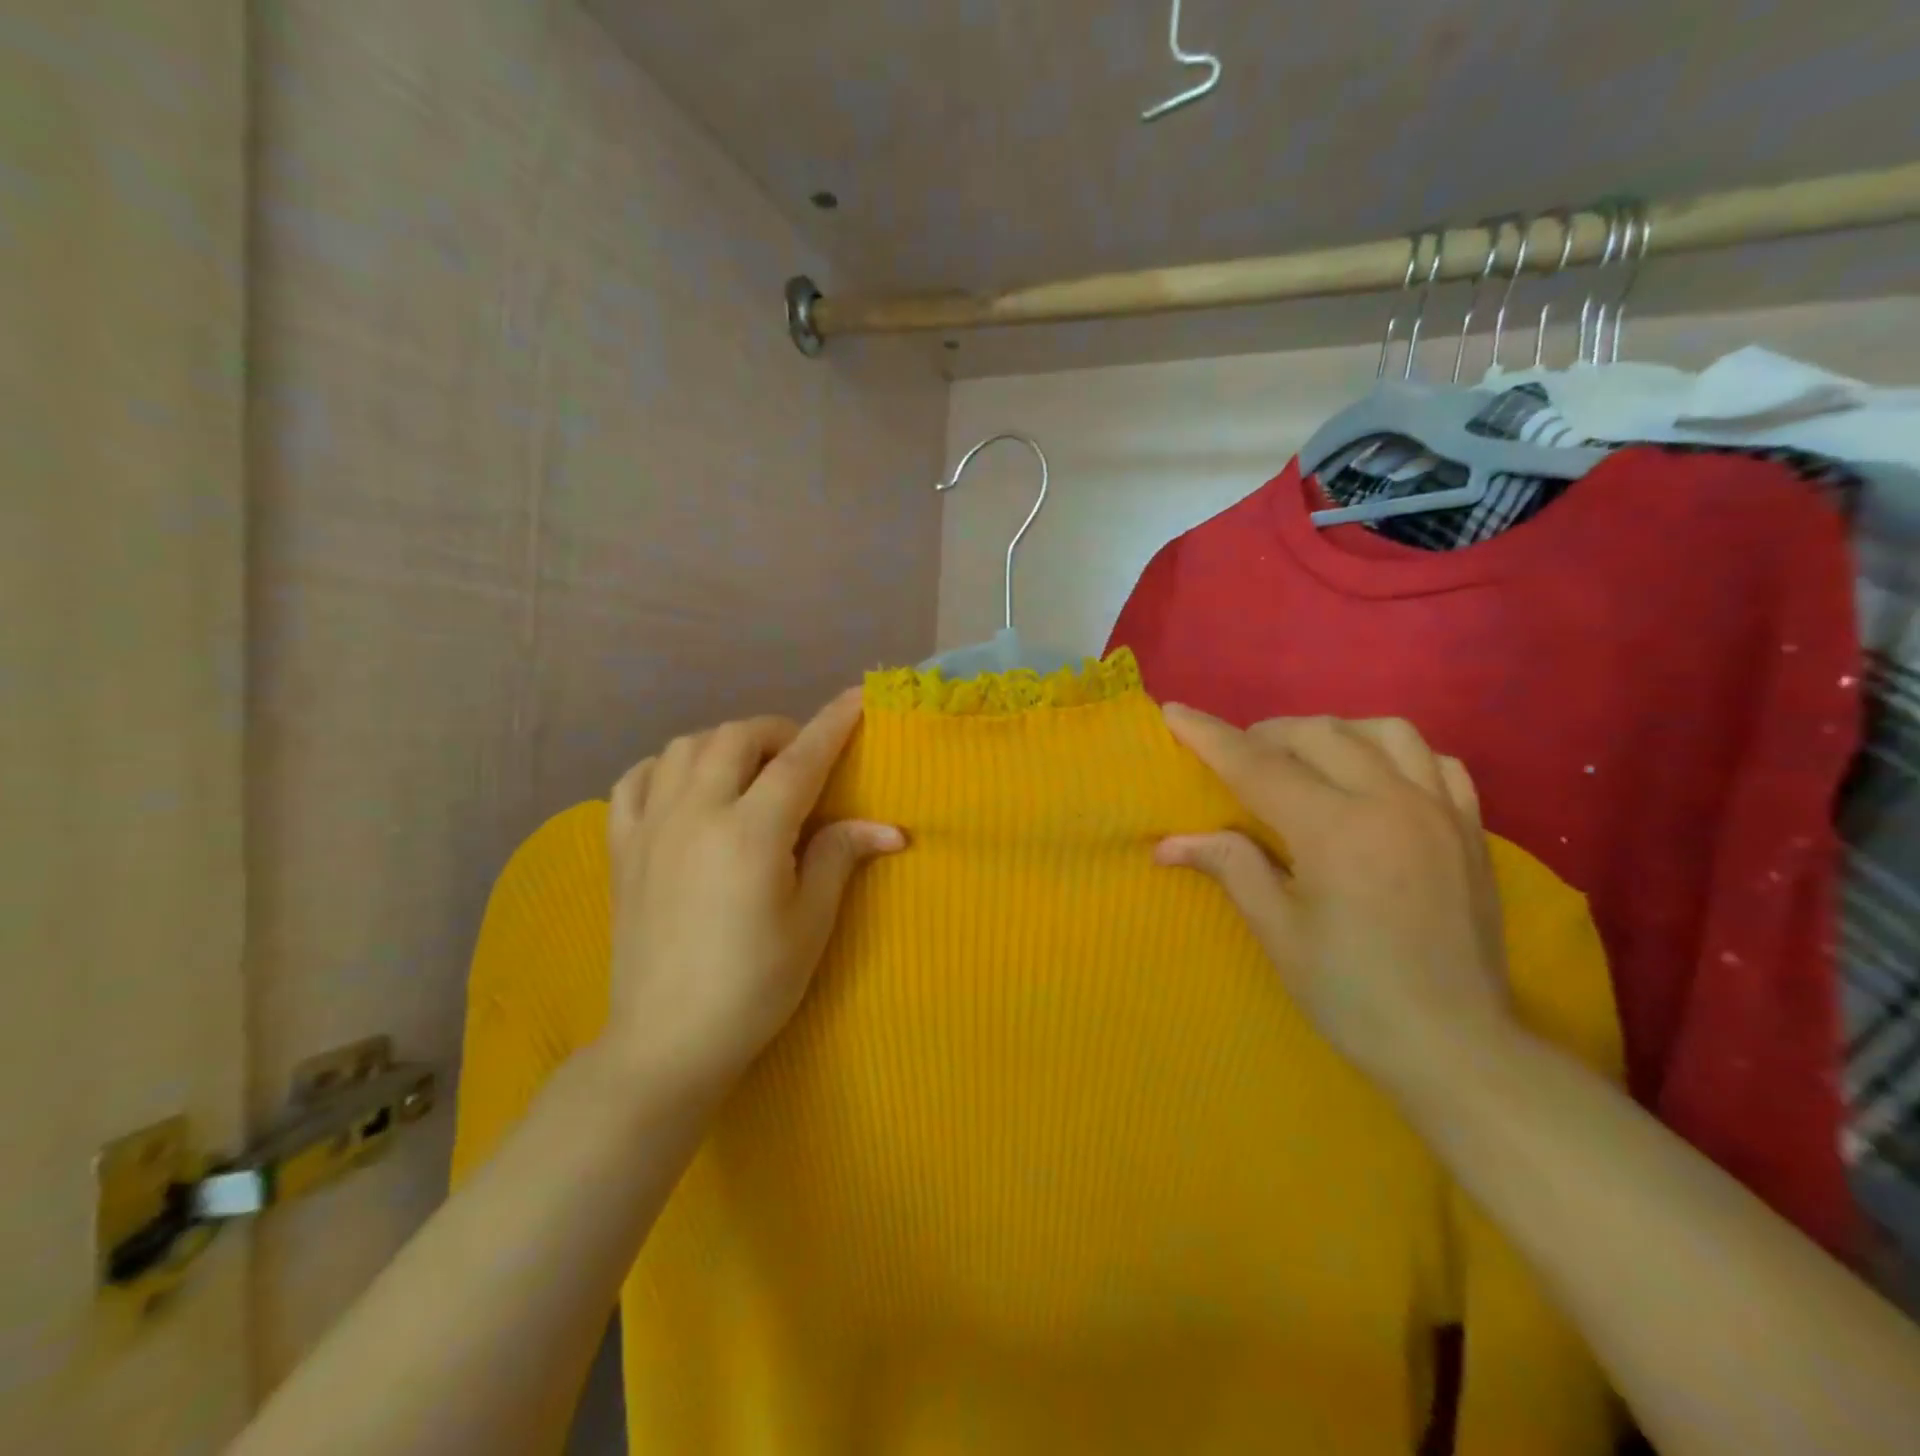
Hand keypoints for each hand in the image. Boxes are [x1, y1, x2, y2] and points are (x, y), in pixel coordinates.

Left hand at [600, 690, 903, 1103]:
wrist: (666, 1040)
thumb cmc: (754, 986)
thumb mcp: (811, 924)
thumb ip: (841, 857)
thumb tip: (890, 828)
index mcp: (751, 833)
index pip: (800, 759)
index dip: (833, 724)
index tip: (856, 696)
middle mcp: (696, 814)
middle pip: (737, 738)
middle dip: (778, 732)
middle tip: (801, 758)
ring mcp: (650, 827)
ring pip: (684, 746)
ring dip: (725, 742)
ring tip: (748, 769)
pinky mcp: (620, 847)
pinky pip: (635, 779)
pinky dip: (666, 766)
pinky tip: (685, 786)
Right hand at [1157, 707, 1512, 1090]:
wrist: (1458, 1049)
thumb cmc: (1352, 995)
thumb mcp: (1279, 932)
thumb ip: (1230, 867)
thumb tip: (1167, 843)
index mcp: (1336, 830)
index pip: (1256, 766)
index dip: (1209, 736)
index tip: (1173, 712)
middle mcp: (1391, 802)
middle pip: (1317, 734)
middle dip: (1265, 735)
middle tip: (1236, 760)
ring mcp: (1439, 811)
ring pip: (1383, 731)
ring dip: (1331, 732)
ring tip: (1304, 759)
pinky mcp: (1470, 829)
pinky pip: (1435, 761)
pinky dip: (1394, 753)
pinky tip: (1375, 778)